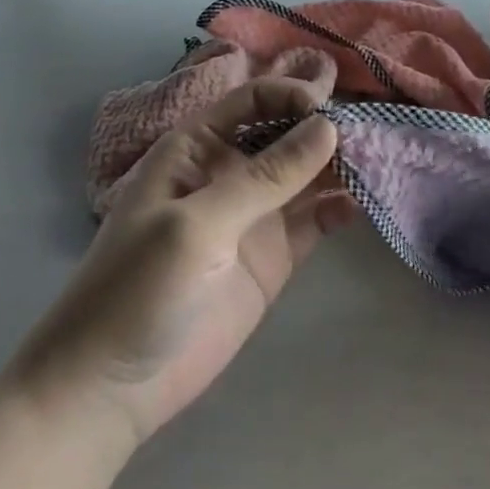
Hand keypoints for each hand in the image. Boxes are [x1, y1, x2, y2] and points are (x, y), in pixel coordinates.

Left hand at [6, 80, 352, 448]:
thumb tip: (329, 126)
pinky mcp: (275, 256)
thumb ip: (265, 176)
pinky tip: (361, 204)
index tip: (331, 111)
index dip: (292, 97)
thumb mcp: (198, 224)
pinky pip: (315, 220)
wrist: (110, 391)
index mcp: (197, 150)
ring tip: (379, 161)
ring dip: (341, 165)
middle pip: (287, 134)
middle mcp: (231, 173)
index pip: (253, 101)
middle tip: (373, 132)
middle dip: (326, 129)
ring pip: (308, 175)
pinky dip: (339, 209)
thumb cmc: (137, 290)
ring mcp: (255, 215)